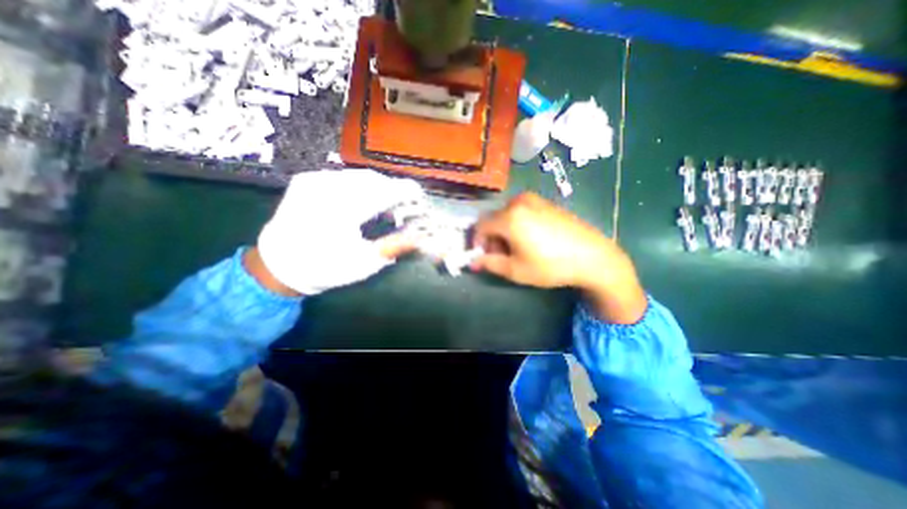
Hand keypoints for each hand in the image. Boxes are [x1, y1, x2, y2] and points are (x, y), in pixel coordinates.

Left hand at [254, 169, 425, 295]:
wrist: (279, 264)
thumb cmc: (325, 267)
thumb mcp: (364, 263)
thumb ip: (395, 246)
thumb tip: (421, 236)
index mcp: (343, 209)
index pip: (386, 191)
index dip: (407, 192)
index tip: (420, 198)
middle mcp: (328, 187)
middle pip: (375, 180)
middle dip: (394, 191)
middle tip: (403, 208)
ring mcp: (315, 179)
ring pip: (360, 175)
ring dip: (379, 188)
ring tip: (385, 206)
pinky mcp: (307, 179)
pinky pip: (344, 176)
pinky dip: (361, 185)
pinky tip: (363, 200)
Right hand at [471, 193, 648, 322]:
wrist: (593, 256)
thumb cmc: (550, 265)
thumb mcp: (515, 270)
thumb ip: (489, 263)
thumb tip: (473, 261)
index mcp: (509, 217)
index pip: (480, 226)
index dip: (477, 242)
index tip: (484, 256)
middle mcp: (519, 202)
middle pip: (493, 219)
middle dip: (492, 237)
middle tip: (502, 255)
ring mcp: (534, 200)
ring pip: (506, 214)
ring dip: (504, 231)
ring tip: (517, 249)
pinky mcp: (546, 202)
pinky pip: (521, 211)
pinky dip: (517, 224)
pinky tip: (531, 239)